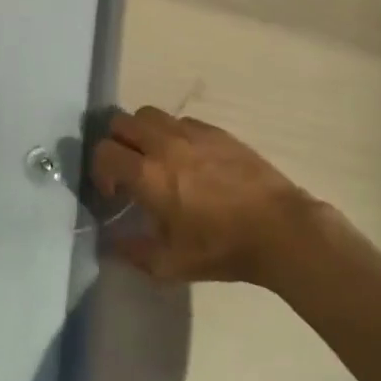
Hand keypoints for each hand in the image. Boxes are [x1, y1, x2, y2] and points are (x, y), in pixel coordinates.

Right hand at [91, 108, 322, 284]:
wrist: (280, 229)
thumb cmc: (223, 248)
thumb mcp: (172, 265)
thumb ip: (133, 253)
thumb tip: (111, 244)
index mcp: (148, 175)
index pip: (103, 152)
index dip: (99, 172)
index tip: (114, 194)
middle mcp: (163, 145)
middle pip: (120, 122)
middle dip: (116, 144)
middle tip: (129, 170)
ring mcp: (191, 133)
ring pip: (149, 114)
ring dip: (142, 133)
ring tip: (155, 159)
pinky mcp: (215, 131)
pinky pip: (180, 120)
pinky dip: (173, 134)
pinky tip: (189, 159)